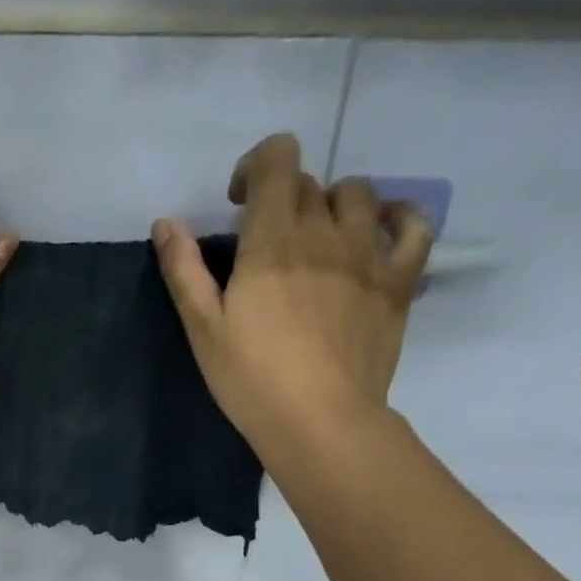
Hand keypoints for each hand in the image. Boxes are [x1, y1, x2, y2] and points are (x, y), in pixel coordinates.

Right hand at [151, 133, 433, 468]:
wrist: (319, 420)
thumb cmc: (251, 378)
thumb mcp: (203, 328)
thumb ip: (184, 270)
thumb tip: (166, 222)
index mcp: (272, 240)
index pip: (278, 160)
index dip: (256, 166)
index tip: (239, 204)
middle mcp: (325, 232)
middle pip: (310, 184)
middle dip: (283, 198)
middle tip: (266, 241)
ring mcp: (368, 254)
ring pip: (360, 193)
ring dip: (333, 204)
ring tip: (318, 239)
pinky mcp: (399, 280)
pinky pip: (414, 225)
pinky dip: (397, 217)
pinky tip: (379, 232)